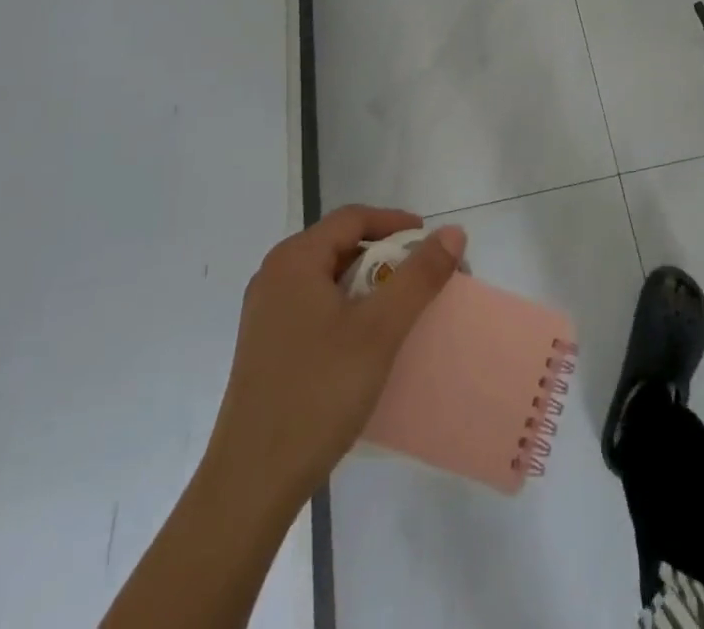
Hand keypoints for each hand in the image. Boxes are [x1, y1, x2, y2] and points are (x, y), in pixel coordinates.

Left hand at [208, 206, 464, 507]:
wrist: (250, 484)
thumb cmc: (318, 393)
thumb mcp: (379, 330)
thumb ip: (419, 276)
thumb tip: (453, 233)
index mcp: (294, 260)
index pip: (353, 218)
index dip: (396, 223)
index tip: (432, 243)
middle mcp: (275, 276)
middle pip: (341, 247)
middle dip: (387, 259)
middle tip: (425, 282)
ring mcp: (266, 314)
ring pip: (330, 281)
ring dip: (370, 288)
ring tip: (403, 313)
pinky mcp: (267, 348)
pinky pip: (316, 310)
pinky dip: (349, 313)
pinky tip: (369, 345)